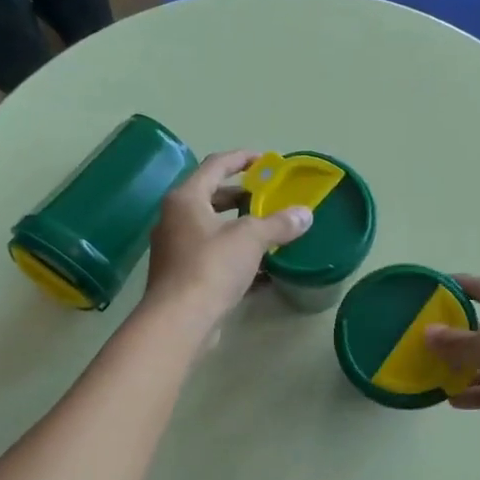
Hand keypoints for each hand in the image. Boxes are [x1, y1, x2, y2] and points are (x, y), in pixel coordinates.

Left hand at [143, 150, 311, 328]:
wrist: (179, 321)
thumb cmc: (211, 267)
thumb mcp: (250, 239)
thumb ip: (278, 223)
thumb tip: (305, 214)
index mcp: (186, 198)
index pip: (216, 165)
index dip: (242, 158)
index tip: (267, 161)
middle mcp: (175, 218)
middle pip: (212, 196)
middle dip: (242, 195)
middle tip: (269, 197)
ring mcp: (176, 248)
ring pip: (212, 228)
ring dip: (240, 227)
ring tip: (269, 230)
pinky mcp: (182, 276)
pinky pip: (213, 255)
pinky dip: (235, 254)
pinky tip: (261, 268)